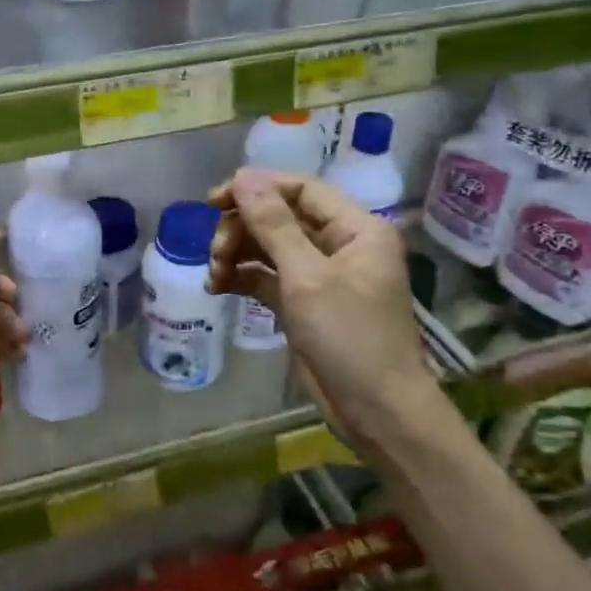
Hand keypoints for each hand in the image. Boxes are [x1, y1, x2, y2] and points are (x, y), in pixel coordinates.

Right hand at [206, 169, 434, 438]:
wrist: (377, 411)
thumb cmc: (351, 337)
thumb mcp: (308, 278)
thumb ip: (274, 226)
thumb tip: (243, 179)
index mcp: (356, 228)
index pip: (301, 189)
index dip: (256, 188)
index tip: (213, 200)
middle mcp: (340, 245)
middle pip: (280, 217)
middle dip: (242, 228)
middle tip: (214, 250)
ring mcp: (321, 275)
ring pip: (269, 247)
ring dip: (237, 253)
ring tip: (214, 273)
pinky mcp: (304, 303)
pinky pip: (267, 277)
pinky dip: (242, 278)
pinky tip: (217, 286)